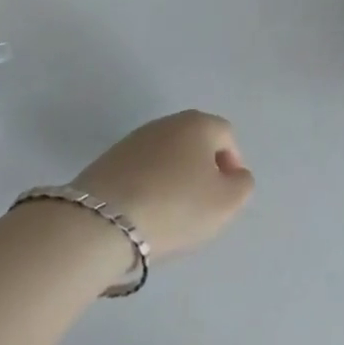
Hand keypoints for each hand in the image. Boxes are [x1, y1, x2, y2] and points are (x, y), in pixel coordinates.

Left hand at [72, 110, 253, 259]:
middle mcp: (167, 122)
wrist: (101, 222)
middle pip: (195, 142)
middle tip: (202, 204)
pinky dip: (148, 186)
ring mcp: (134, 139)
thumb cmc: (175, 207)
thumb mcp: (226, 203)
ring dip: (174, 178)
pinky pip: (140, 170)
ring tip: (170, 213)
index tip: (227, 195)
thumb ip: (242, 185)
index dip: (233, 164)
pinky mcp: (107, 160)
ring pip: (166, 156)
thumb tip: (235, 175)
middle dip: (203, 169)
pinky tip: (144, 213)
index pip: (227, 136)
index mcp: (199, 124)